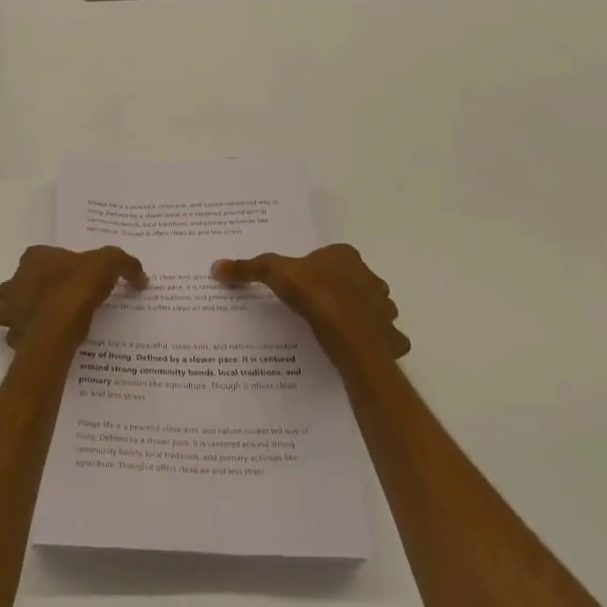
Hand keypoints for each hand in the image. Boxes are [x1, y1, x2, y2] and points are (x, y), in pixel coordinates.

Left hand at [0, 245, 147, 350]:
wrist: (58, 326)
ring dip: (22, 315)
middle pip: (18, 283)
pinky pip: (17, 336)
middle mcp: (15, 280)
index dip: (54, 267)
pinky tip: (47, 342)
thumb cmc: (78, 287)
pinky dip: (28, 338)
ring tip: (46, 322)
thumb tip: (141, 277)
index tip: (71, 279)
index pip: (39, 257)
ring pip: (8, 310)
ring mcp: (9, 309)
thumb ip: (126, 265)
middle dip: (31, 291)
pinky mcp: (13, 335)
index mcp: (34, 258)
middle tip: (56, 301)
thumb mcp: (110, 264)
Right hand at [212, 243, 409, 372]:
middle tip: (317, 306)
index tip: (303, 283)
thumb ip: (248, 269)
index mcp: (346, 257)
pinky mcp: (391, 337)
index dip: (319, 268)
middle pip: (355, 281)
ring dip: (361, 315)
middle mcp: (371, 278)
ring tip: (335, 329)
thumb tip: (216, 266)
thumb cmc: (314, 295)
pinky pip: (385, 338)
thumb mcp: (274, 274)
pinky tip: (357, 349)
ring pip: (374, 308)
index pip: (334, 256)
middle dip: (342, 290)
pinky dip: (376, 343)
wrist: (349, 335)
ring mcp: (384, 308)